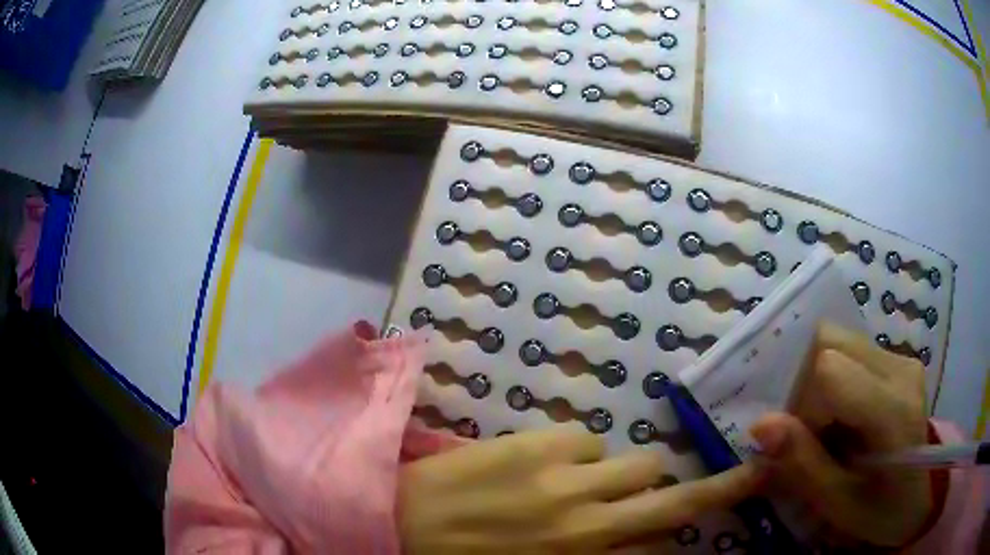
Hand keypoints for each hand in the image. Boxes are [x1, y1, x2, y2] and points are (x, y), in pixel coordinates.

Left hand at [398, 426, 763, 553]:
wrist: (401, 519)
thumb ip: (594, 554)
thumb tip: (636, 542)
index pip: (663, 540)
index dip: (692, 523)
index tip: (723, 501)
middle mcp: (588, 519)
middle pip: (670, 494)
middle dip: (707, 486)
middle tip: (721, 481)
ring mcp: (565, 475)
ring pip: (636, 461)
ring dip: (624, 474)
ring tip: (591, 483)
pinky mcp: (538, 441)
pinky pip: (587, 438)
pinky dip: (581, 454)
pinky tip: (550, 466)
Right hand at [750, 323, 932, 546]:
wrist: (920, 498)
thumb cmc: (880, 512)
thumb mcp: (837, 504)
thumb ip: (802, 464)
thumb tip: (759, 425)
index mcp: (892, 411)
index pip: (829, 369)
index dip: (801, 405)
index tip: (801, 445)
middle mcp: (900, 368)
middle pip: (830, 340)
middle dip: (803, 384)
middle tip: (808, 432)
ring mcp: (902, 358)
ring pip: (837, 340)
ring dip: (816, 380)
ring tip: (825, 426)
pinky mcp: (899, 359)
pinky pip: (850, 349)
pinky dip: (831, 379)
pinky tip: (842, 416)